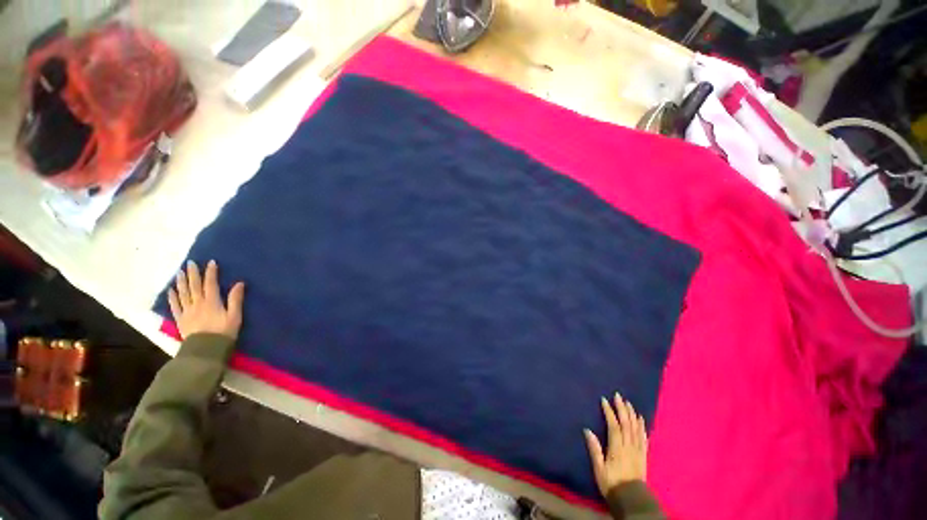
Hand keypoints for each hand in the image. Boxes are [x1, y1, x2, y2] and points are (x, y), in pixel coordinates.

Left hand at [168, 260, 244, 339]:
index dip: (211, 272)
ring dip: (181, 281)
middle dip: (193, 274)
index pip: (211, 284)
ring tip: (180, 272)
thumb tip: (239, 283)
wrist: (205, 350)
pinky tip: (171, 290)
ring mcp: (187, 311)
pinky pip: (175, 306)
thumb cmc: (224, 332)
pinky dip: (173, 297)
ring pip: (183, 293)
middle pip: (194, 286)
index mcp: (212, 302)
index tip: (210, 262)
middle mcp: (197, 303)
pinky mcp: (181, 319)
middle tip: (190, 263)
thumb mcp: (235, 316)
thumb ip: (235, 299)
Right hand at [584, 393, 648, 498]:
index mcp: (617, 448)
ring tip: (628, 403)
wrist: (631, 500)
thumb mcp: (599, 468)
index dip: (609, 412)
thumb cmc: (612, 483)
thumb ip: (595, 449)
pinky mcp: (643, 455)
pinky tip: (641, 419)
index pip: (614, 426)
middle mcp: (629, 446)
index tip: (604, 400)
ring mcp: (638, 450)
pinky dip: (642, 427)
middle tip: (618, 395)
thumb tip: (587, 430)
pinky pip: (644, 438)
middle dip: (622, 409)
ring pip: (636, 429)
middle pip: (626, 424)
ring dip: (632, 414)